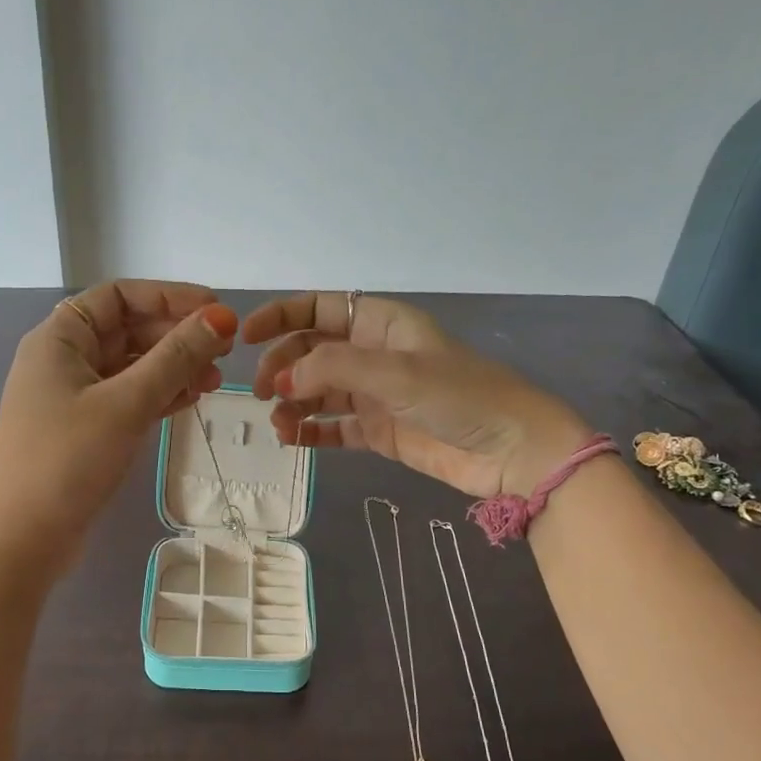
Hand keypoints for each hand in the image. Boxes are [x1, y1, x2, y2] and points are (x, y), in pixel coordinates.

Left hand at [0, 280, 237, 576]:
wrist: (22, 541)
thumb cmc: (68, 461)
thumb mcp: (126, 403)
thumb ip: (175, 357)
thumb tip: (220, 318)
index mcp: (59, 338)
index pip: (119, 296)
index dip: (169, 296)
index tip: (215, 309)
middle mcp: (62, 359)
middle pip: (127, 329)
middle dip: (176, 336)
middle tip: (224, 350)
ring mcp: (71, 397)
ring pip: (131, 366)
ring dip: (173, 368)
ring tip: (215, 381)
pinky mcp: (83, 430)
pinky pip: (127, 398)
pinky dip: (158, 395)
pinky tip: (191, 400)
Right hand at [243, 293, 590, 499]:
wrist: (513, 452)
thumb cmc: (460, 396)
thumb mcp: (396, 372)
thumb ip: (333, 368)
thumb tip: (284, 380)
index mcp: (380, 323)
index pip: (318, 308)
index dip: (280, 316)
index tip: (247, 336)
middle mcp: (372, 354)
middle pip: (310, 351)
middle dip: (283, 367)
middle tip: (267, 393)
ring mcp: (374, 394)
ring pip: (317, 391)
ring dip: (293, 403)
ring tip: (280, 425)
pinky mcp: (378, 430)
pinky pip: (332, 426)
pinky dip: (310, 431)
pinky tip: (293, 440)